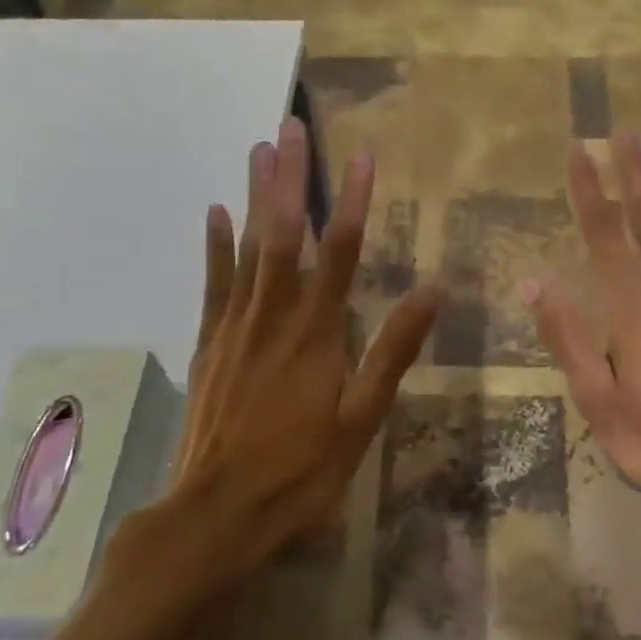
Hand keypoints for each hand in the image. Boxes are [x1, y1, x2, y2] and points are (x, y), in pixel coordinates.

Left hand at [103, 117, 438, 596]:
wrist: (216, 513)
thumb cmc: (300, 471)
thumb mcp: (361, 418)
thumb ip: (393, 351)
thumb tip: (432, 290)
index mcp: (317, 332)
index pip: (338, 251)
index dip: (351, 200)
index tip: (361, 155)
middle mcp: (273, 316)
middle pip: (283, 234)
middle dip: (289, 177)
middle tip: (290, 126)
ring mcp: (234, 327)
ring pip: (247, 248)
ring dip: (253, 195)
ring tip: (257, 148)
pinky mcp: (208, 344)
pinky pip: (212, 284)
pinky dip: (214, 246)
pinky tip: (214, 211)